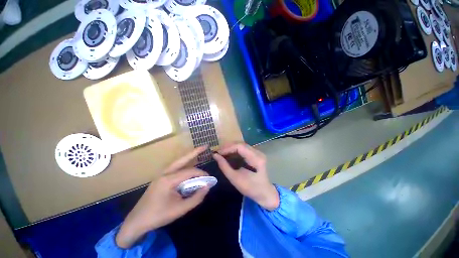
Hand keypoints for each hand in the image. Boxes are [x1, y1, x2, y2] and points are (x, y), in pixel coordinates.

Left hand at [116, 146, 209, 248]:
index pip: (189, 172)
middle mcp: (165, 173)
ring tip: (199, 151)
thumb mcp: (180, 210)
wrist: (137, 222)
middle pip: (182, 159)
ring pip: (178, 162)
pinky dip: (184, 165)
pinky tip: (189, 166)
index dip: (201, 174)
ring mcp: (161, 174)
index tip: (209, 179)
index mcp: (168, 180)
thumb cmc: (159, 216)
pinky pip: (175, 168)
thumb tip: (208, 186)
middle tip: (205, 146)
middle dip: (195, 152)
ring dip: (189, 157)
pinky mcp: (161, 178)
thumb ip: (196, 198)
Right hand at [213, 143, 278, 210]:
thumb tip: (215, 155)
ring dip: (231, 148)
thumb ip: (224, 166)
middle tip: (219, 152)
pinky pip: (244, 149)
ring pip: (242, 145)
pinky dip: (235, 150)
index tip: (218, 153)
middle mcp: (258, 152)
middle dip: (228, 147)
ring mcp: (258, 152)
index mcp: (255, 158)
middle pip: (241, 144)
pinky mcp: (256, 154)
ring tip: (222, 153)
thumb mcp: (235, 179)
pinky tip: (229, 154)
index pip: (240, 146)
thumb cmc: (250, 188)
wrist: (265, 193)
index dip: (227, 148)